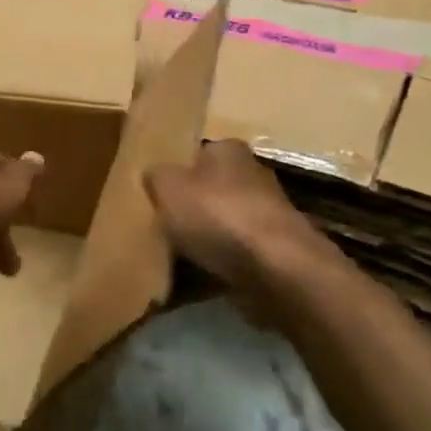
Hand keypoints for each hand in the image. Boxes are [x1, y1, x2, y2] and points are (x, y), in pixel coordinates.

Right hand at [144, 140, 324, 304]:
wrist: (276, 269)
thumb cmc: (217, 214)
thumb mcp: (167, 186)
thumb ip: (155, 176)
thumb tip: (154, 176)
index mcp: (228, 150)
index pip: (197, 153)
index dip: (176, 171)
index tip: (157, 194)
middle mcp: (252, 175)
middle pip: (212, 189)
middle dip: (191, 207)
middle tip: (163, 226)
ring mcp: (268, 216)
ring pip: (224, 224)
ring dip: (206, 239)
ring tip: (175, 258)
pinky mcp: (276, 252)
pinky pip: (236, 256)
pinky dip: (220, 266)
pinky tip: (199, 280)